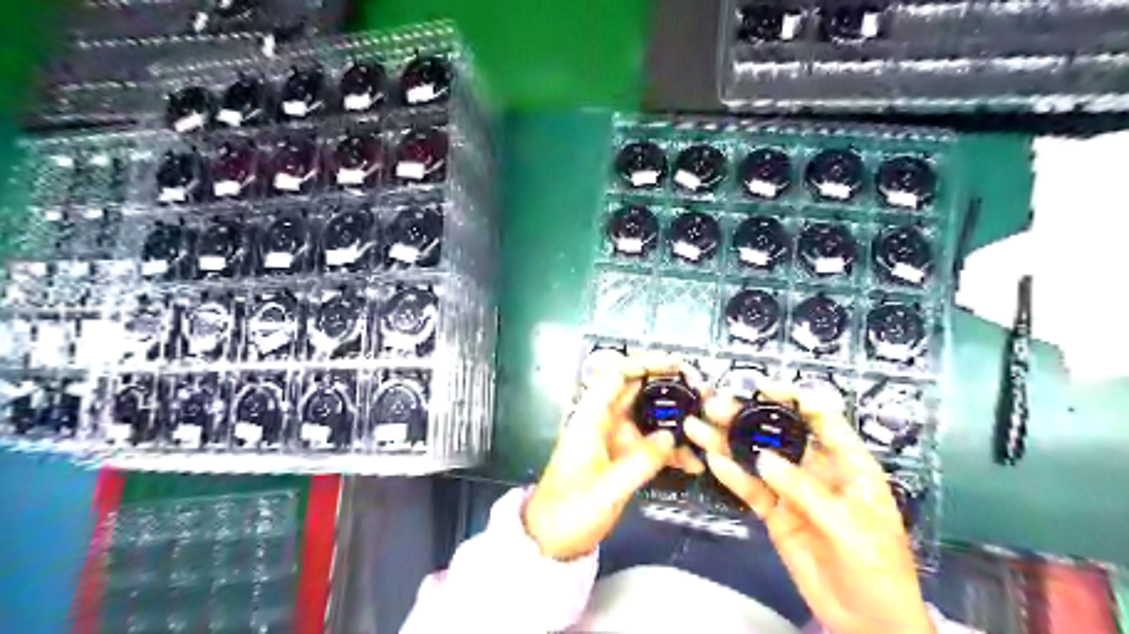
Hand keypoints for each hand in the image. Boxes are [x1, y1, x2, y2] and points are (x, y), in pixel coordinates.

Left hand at [522, 353, 702, 560]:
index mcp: (591, 418)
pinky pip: (649, 443)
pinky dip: (670, 447)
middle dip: (669, 386)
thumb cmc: (570, 511)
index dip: (645, 362)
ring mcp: (614, 438)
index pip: (616, 374)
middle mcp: (604, 421)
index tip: (677, 365)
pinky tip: (693, 460)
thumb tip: (671, 436)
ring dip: (674, 418)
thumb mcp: (607, 489)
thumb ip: (640, 461)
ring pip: (648, 416)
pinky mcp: (621, 457)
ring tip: (704, 424)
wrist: (551, 540)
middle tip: (702, 391)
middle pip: (637, 389)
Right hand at [689, 381, 934, 633]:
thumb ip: (805, 491)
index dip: (793, 398)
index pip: (821, 418)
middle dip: (747, 417)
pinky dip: (732, 475)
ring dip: (728, 442)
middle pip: (779, 435)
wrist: (870, 623)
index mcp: (848, 463)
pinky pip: (751, 490)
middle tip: (713, 404)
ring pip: (757, 459)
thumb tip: (763, 459)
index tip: (762, 388)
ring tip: (697, 426)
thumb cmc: (877, 569)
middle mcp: (816, 470)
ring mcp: (792, 491)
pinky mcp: (775, 514)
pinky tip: (712, 459)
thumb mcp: (849, 526)